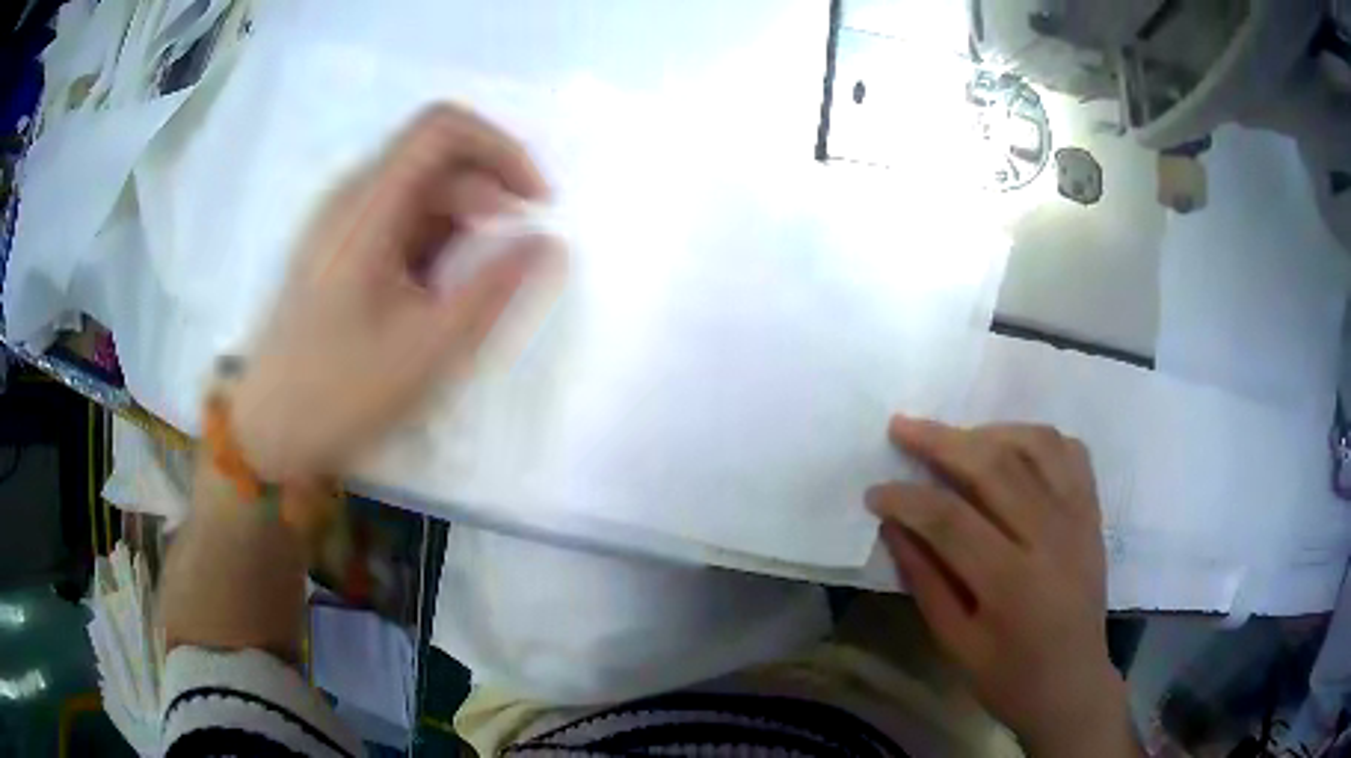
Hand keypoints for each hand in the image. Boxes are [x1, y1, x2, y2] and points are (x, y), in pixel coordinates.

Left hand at [231, 105, 555, 481]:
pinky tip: (441, 290)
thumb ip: (494, 290)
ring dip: (465, 219)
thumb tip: (549, 245)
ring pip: (419, 188)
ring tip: (480, 280)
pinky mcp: (339, 247)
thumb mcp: (427, 349)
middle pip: (435, 156)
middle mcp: (350, 199)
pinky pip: (399, 218)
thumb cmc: (339, 393)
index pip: (442, 127)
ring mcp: (341, 222)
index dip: (501, 147)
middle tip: (516, 250)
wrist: (269, 431)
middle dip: (490, 189)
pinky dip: (436, 239)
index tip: (535, 201)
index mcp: (366, 209)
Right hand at [868, 416, 1136, 756]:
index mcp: (1010, 582)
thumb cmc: (1008, 676)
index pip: (950, 519)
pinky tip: (1011, 447)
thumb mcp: (954, 642)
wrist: (1073, 684)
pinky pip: (1070, 452)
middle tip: (901, 428)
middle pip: (994, 466)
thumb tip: (892, 526)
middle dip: (940, 441)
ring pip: (1035, 445)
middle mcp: (1050, 536)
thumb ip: (924, 579)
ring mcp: (1078, 518)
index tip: (874, 493)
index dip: (906, 499)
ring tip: (955, 438)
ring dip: (988, 432)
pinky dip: (1037, 438)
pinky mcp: (1093, 513)